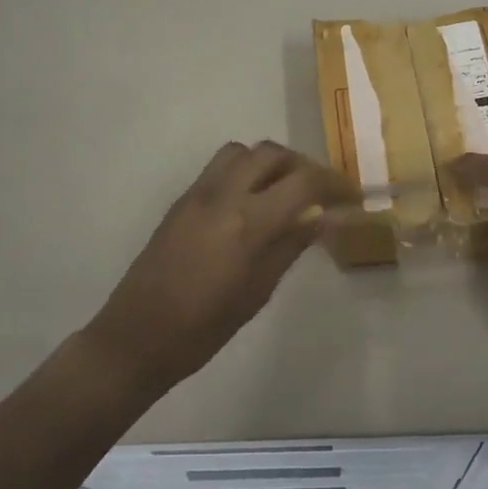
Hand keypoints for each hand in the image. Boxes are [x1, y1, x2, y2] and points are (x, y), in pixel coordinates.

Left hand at [83, 141, 355, 391]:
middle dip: (303, 165)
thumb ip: (290, 246)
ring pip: (243, 152)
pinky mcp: (181, 200)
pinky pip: (220, 167)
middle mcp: (223, 195)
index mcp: (247, 223)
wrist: (136, 336)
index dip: (334, 184)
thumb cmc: (203, 328)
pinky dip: (245, 171)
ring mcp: (198, 194)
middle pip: (272, 153)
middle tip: (320, 191)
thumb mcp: (257, 292)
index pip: (303, 182)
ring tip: (285, 191)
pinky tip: (252, 203)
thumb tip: (323, 216)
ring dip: (271, 162)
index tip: (351, 196)